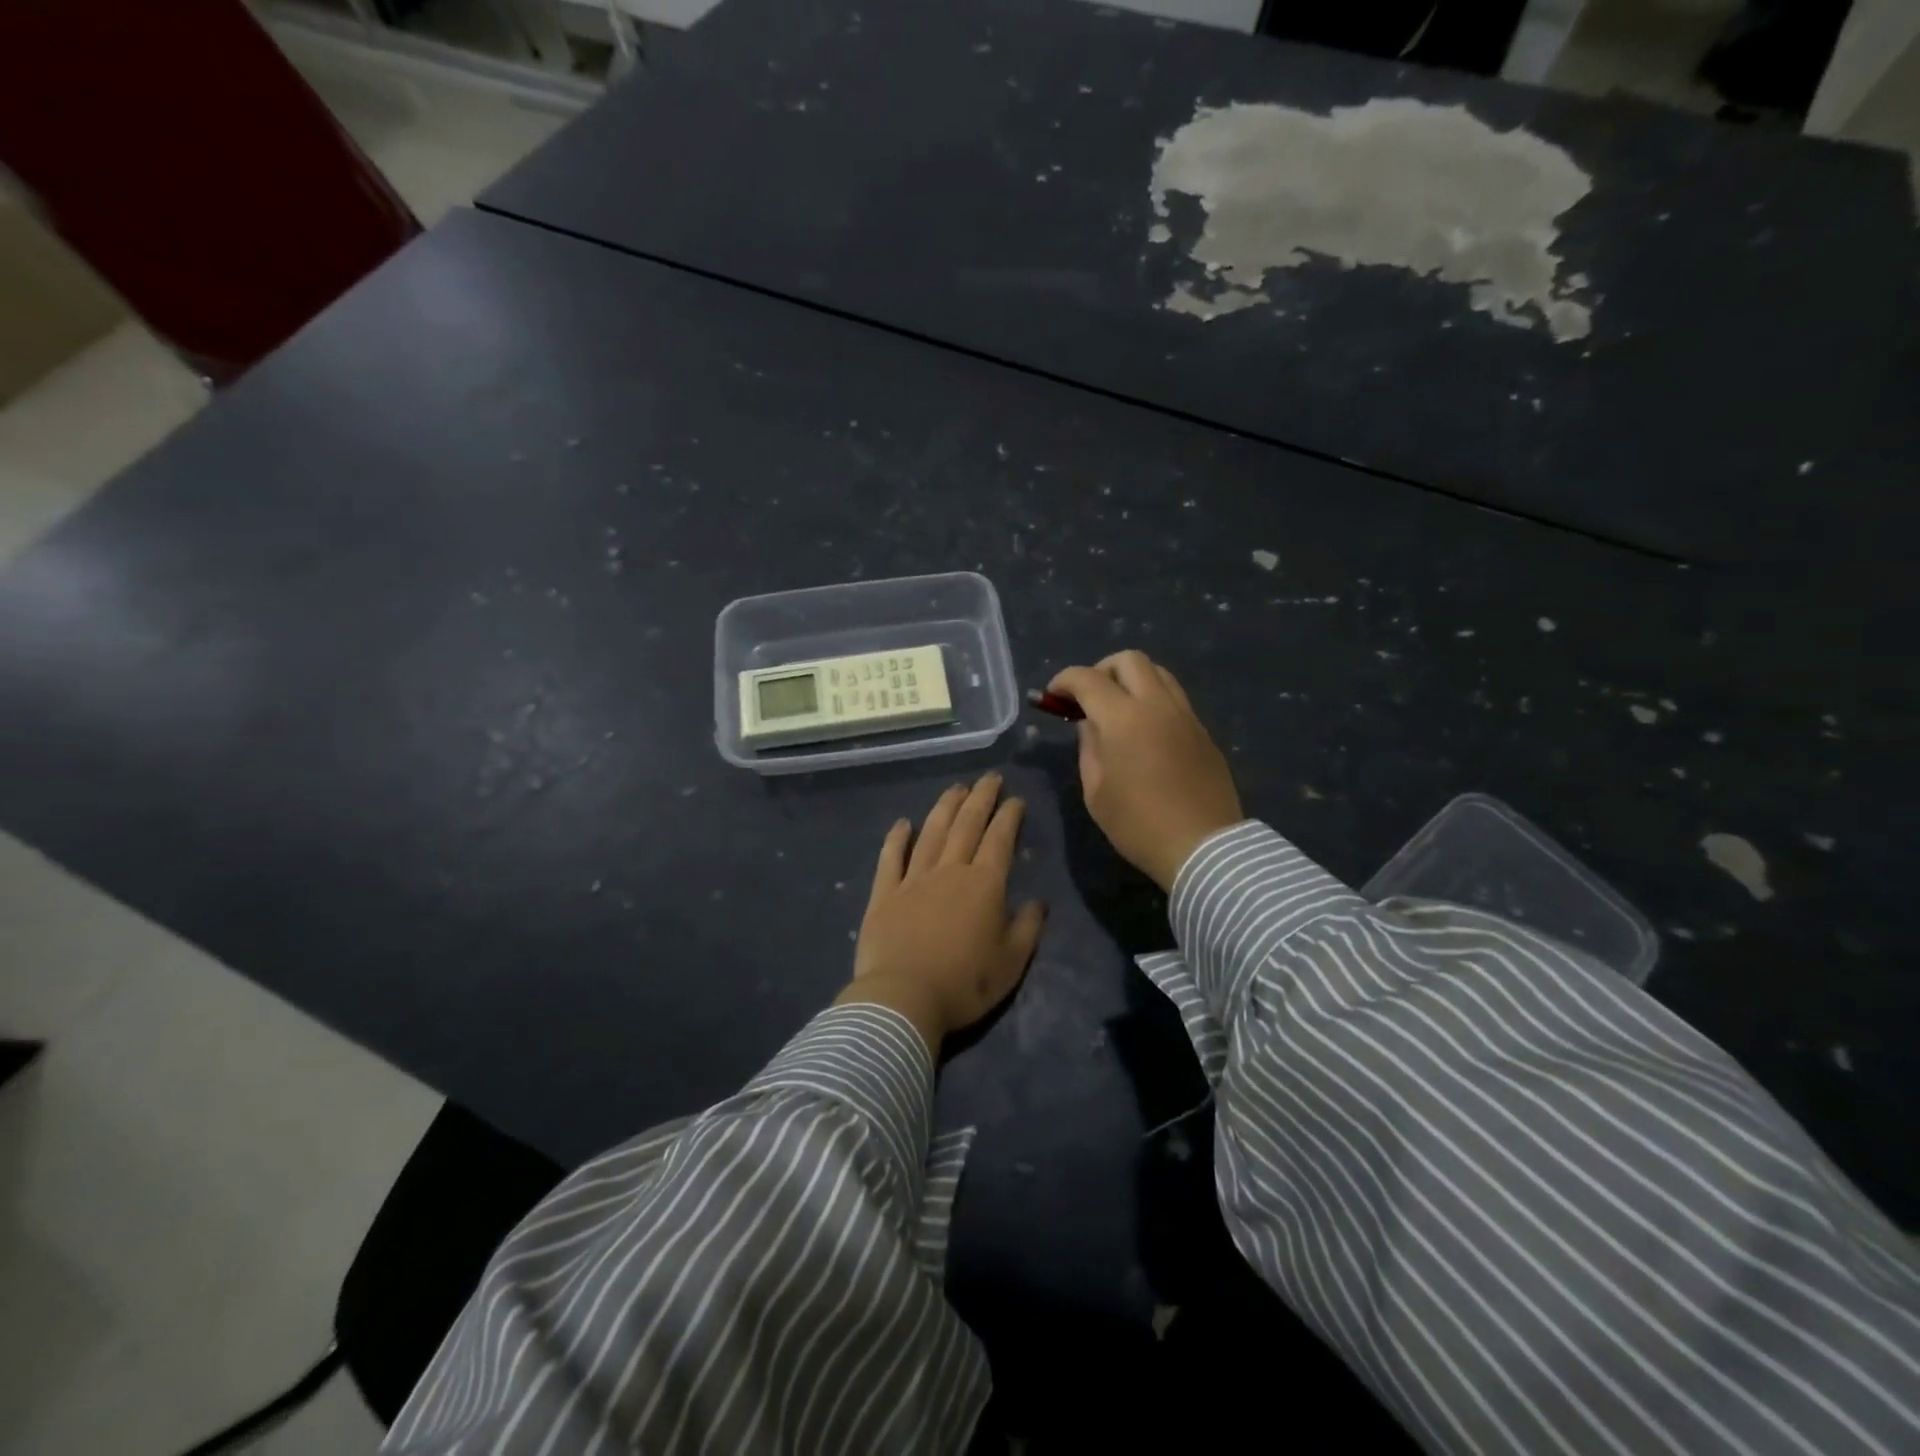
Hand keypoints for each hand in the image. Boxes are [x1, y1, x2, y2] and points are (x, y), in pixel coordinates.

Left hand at [837, 773, 1045, 1055]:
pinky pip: (891, 858)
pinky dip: (896, 838)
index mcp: (984, 886)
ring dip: (944, 807)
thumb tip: (1038, 902)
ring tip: (955, 789)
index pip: (999, 840)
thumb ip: (1027, 928)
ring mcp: (913, 879)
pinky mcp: (884, 894)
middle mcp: (949, 871)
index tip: (1015, 799)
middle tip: (989, 778)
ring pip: (931, 833)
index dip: (1008, 816)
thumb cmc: (964, 984)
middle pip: (966, 826)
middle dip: (980, 799)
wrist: (903, 998)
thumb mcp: (1011, 963)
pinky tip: (902, 823)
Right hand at [1049, 650, 1243, 891]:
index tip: (1054, 696)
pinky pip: (1175, 698)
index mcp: (1124, 719)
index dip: (1064, 681)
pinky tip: (1145, 730)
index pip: (1087, 678)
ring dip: (1132, 679)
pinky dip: (1153, 699)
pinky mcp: (1203, 731)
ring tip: (1118, 708)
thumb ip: (1089, 748)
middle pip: (1129, 660)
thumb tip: (1089, 723)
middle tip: (1089, 697)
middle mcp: (1157, 705)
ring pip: (1158, 672)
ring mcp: (1186, 715)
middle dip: (1101, 669)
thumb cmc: (1139, 825)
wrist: (1203, 848)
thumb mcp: (1096, 792)